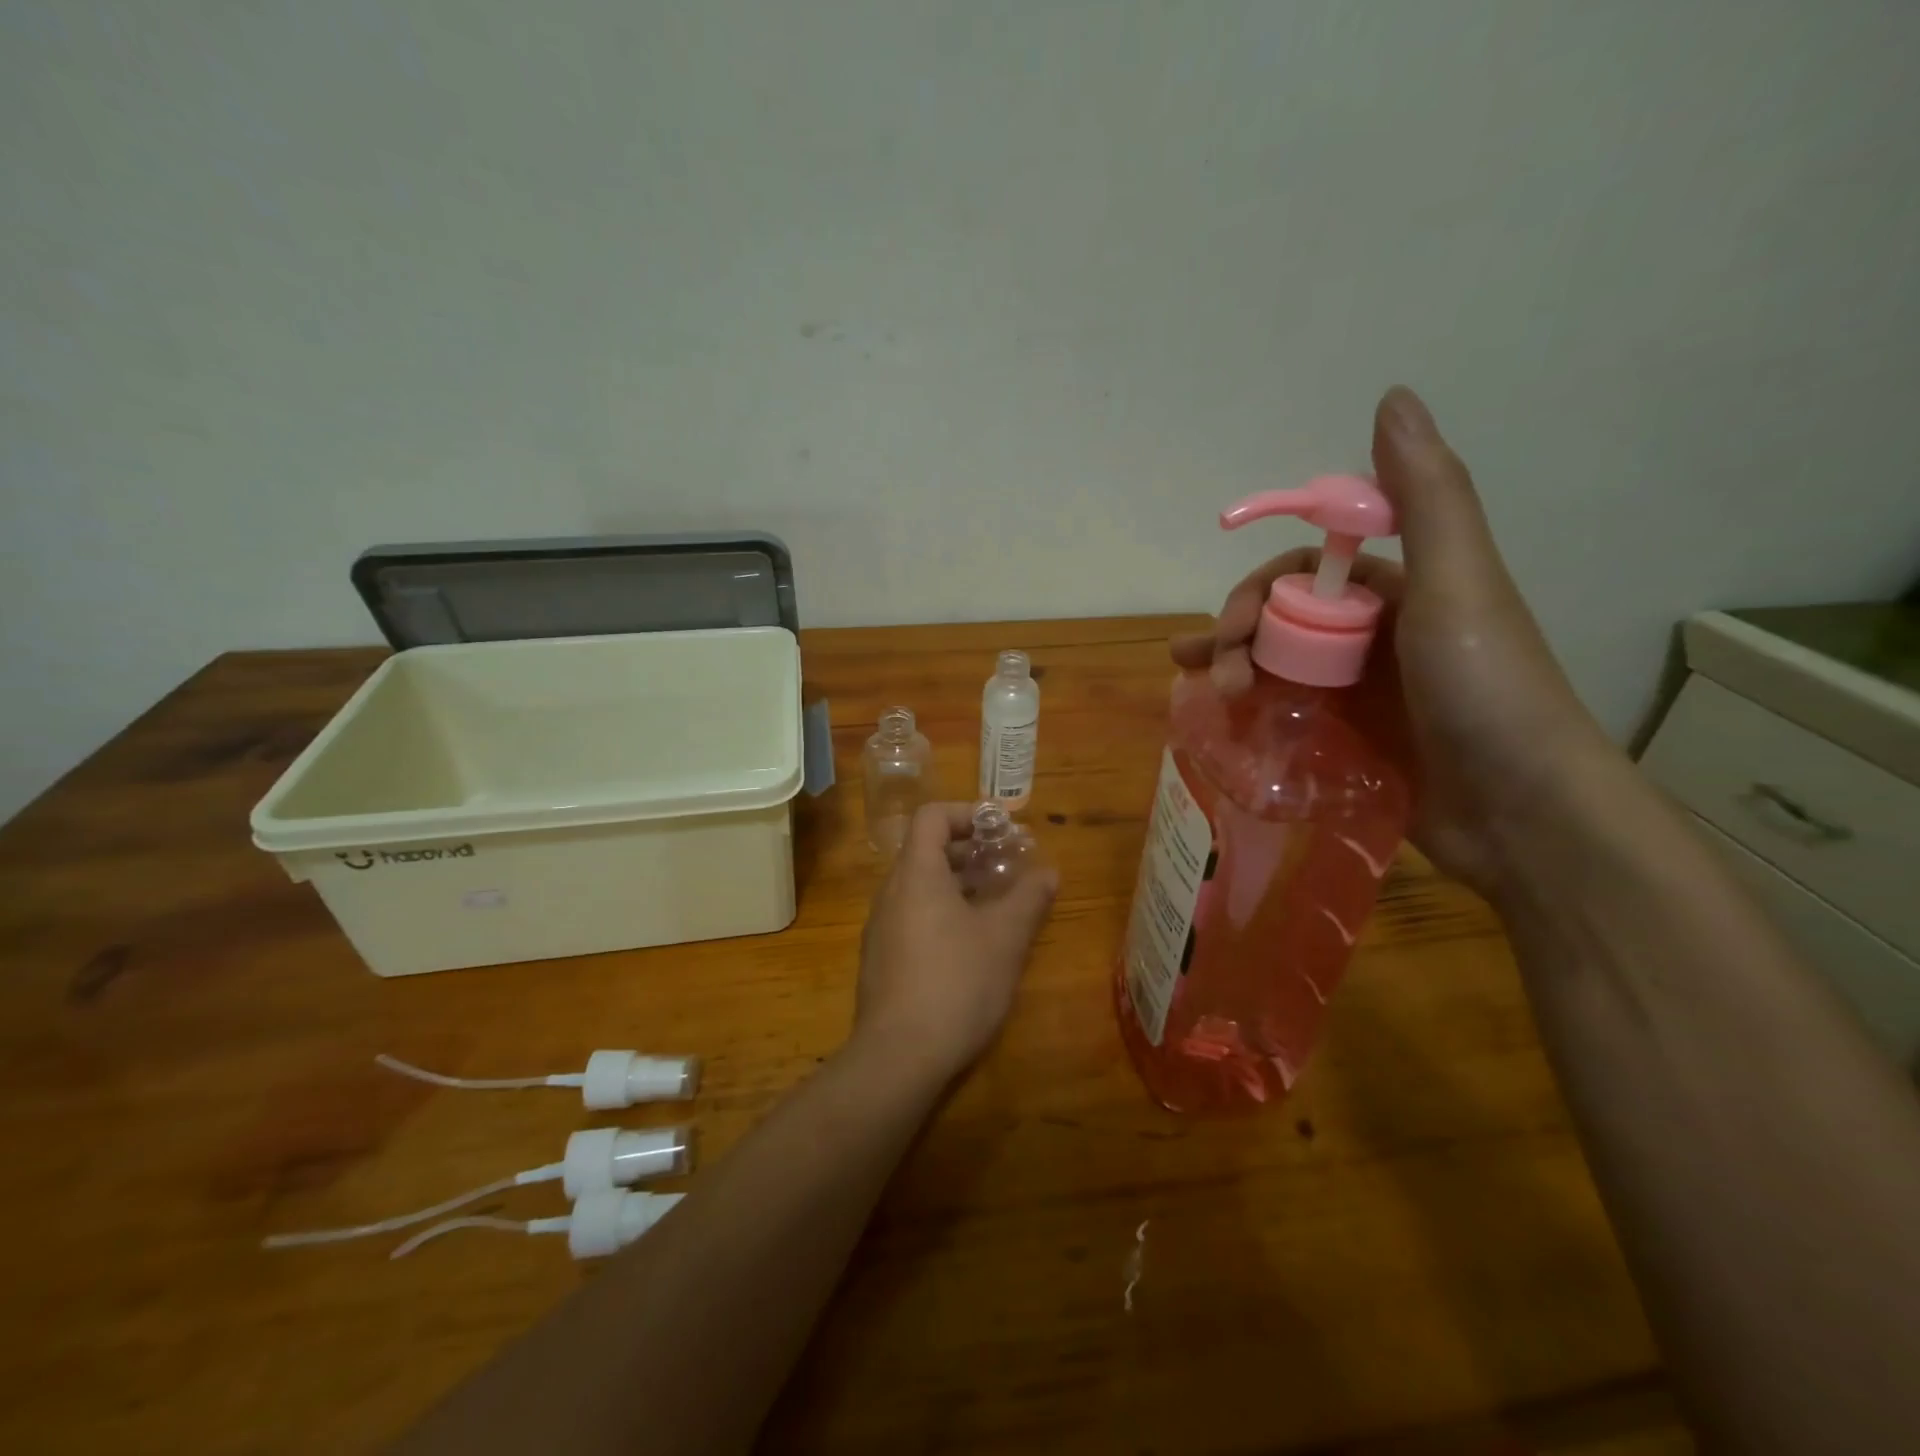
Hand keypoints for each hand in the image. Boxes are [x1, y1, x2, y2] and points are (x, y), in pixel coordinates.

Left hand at [854, 803, 1058, 1084]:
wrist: (898, 1057)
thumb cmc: (956, 983)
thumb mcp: (1004, 938)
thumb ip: (1029, 898)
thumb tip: (1049, 872)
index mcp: (916, 874)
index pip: (933, 816)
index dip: (968, 813)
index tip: (1003, 829)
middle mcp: (892, 892)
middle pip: (928, 851)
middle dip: (972, 851)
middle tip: (1011, 865)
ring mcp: (882, 927)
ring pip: (922, 886)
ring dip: (961, 883)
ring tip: (1000, 903)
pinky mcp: (881, 958)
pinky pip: (914, 915)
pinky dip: (944, 911)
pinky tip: (972, 942)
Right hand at [1171, 387, 1615, 894]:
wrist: (1523, 813)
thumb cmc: (1484, 689)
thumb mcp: (1456, 582)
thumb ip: (1424, 495)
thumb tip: (1391, 395)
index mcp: (1402, 591)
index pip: (1308, 573)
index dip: (1262, 588)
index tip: (1232, 620)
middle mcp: (1379, 636)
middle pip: (1284, 620)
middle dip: (1239, 633)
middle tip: (1213, 668)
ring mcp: (1364, 693)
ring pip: (1280, 666)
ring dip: (1234, 669)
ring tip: (1203, 691)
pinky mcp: (1353, 741)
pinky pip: (1289, 713)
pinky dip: (1253, 711)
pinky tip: (1224, 721)